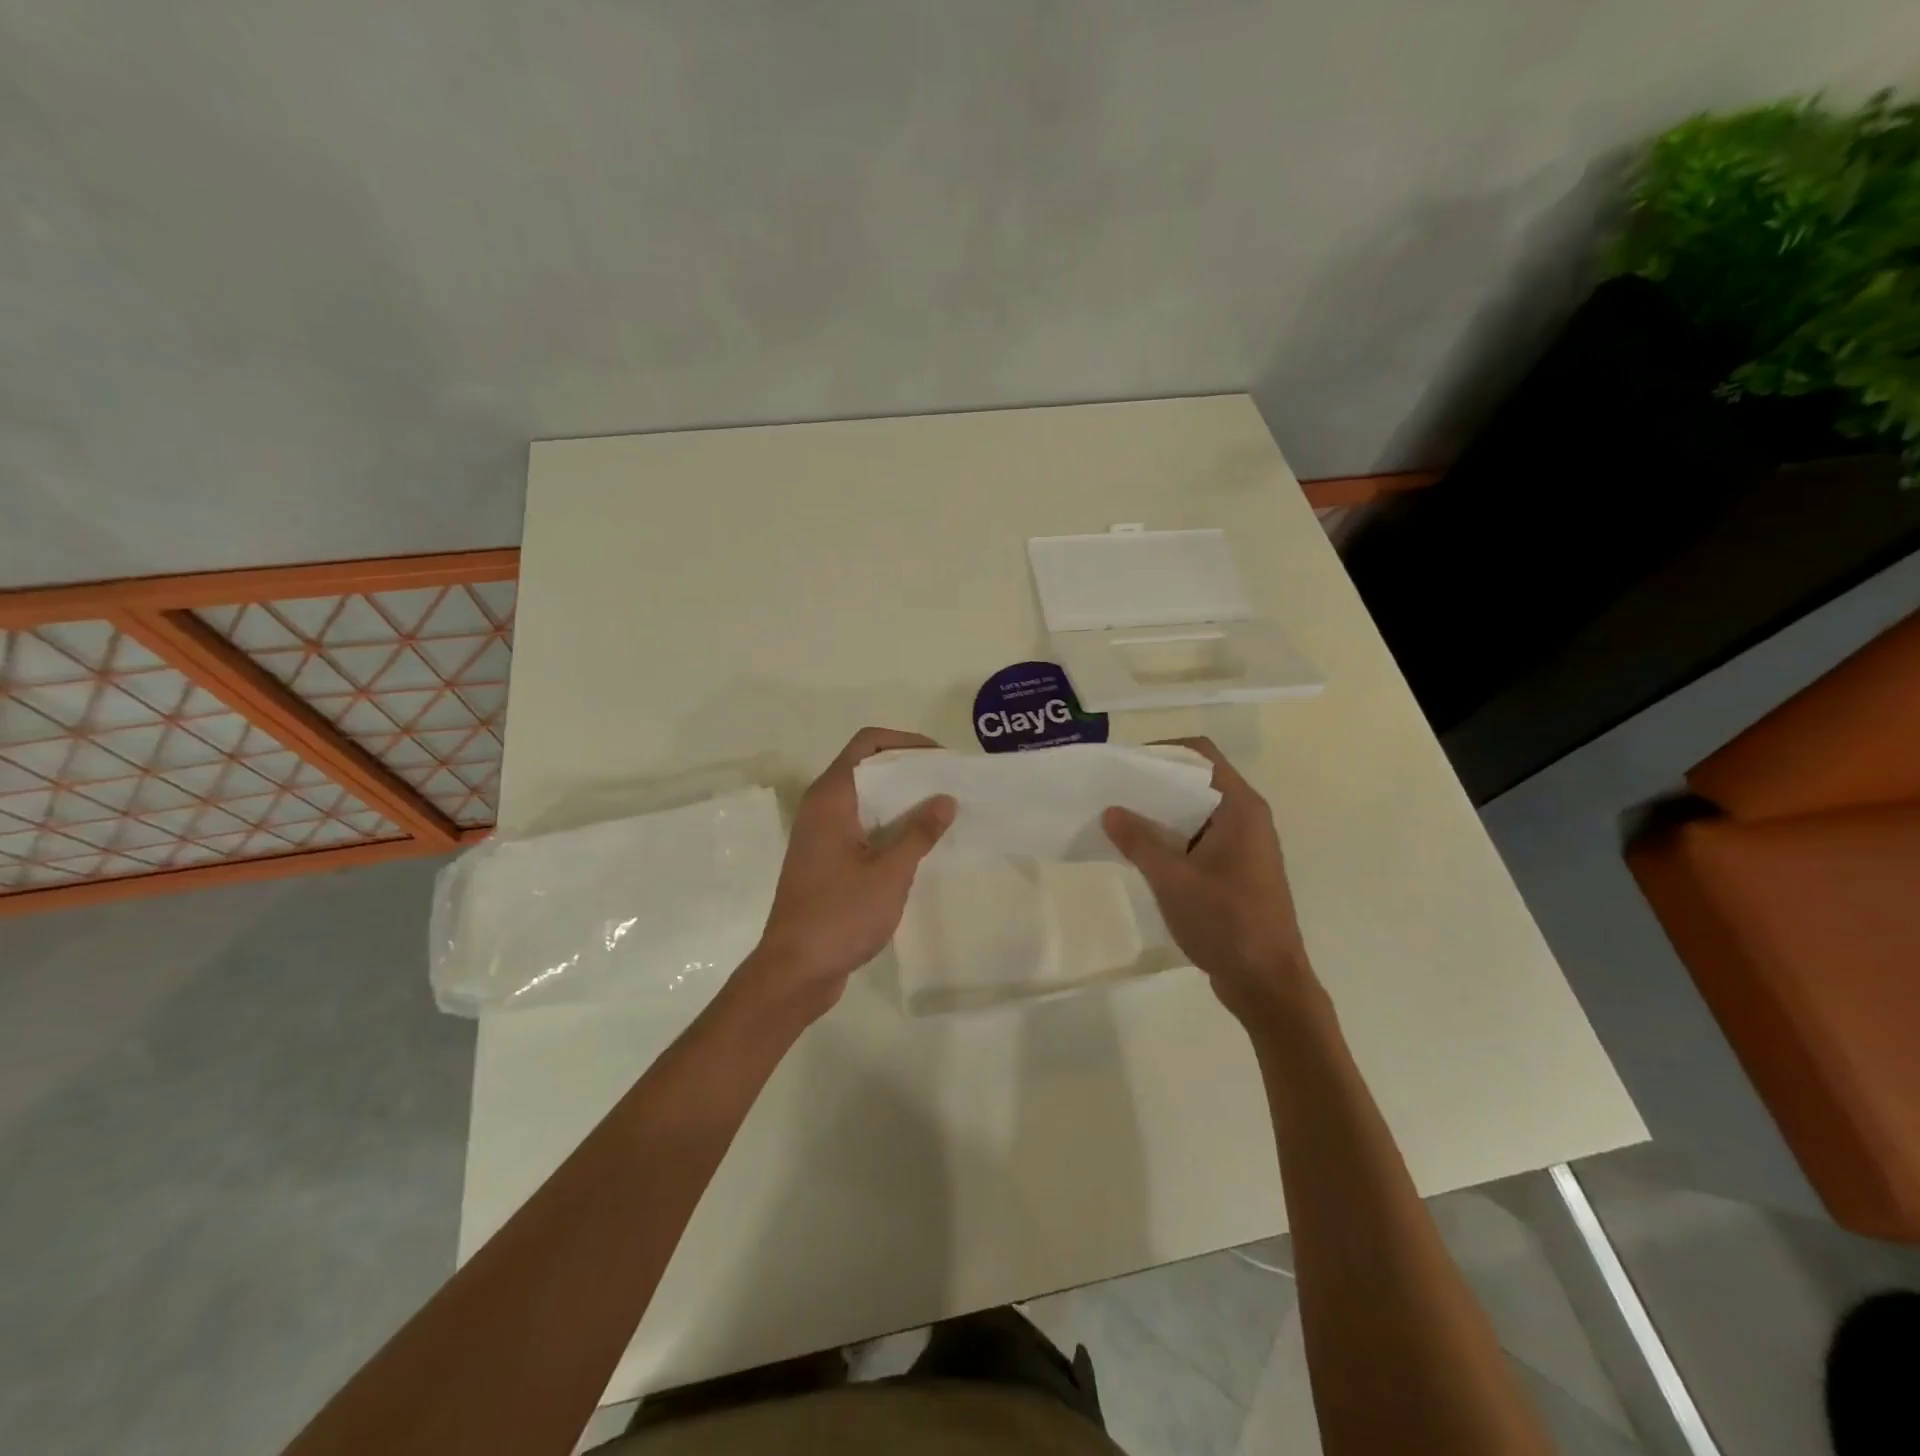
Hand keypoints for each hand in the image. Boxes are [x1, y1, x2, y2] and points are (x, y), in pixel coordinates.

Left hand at [743, 727, 954, 1017]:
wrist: (795, 970)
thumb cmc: (840, 914)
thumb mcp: (890, 872)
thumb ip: (919, 832)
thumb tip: (945, 799)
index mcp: (831, 797)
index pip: (867, 743)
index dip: (905, 742)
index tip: (941, 759)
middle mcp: (821, 807)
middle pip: (867, 768)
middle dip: (908, 771)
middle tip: (949, 784)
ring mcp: (820, 835)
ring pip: (865, 799)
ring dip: (900, 801)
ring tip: (941, 811)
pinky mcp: (824, 860)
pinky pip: (861, 826)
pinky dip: (888, 825)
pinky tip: (918, 844)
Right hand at [1103, 737, 1314, 1027]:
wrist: (1268, 984)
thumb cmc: (1226, 923)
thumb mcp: (1173, 879)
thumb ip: (1139, 841)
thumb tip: (1110, 810)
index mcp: (1240, 807)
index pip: (1200, 755)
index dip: (1162, 752)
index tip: (1125, 766)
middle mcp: (1246, 817)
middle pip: (1196, 781)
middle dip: (1154, 784)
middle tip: (1112, 792)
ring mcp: (1243, 845)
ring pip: (1196, 812)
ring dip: (1161, 814)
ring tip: (1119, 820)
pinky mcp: (1237, 870)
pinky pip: (1200, 838)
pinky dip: (1172, 838)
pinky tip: (1141, 853)